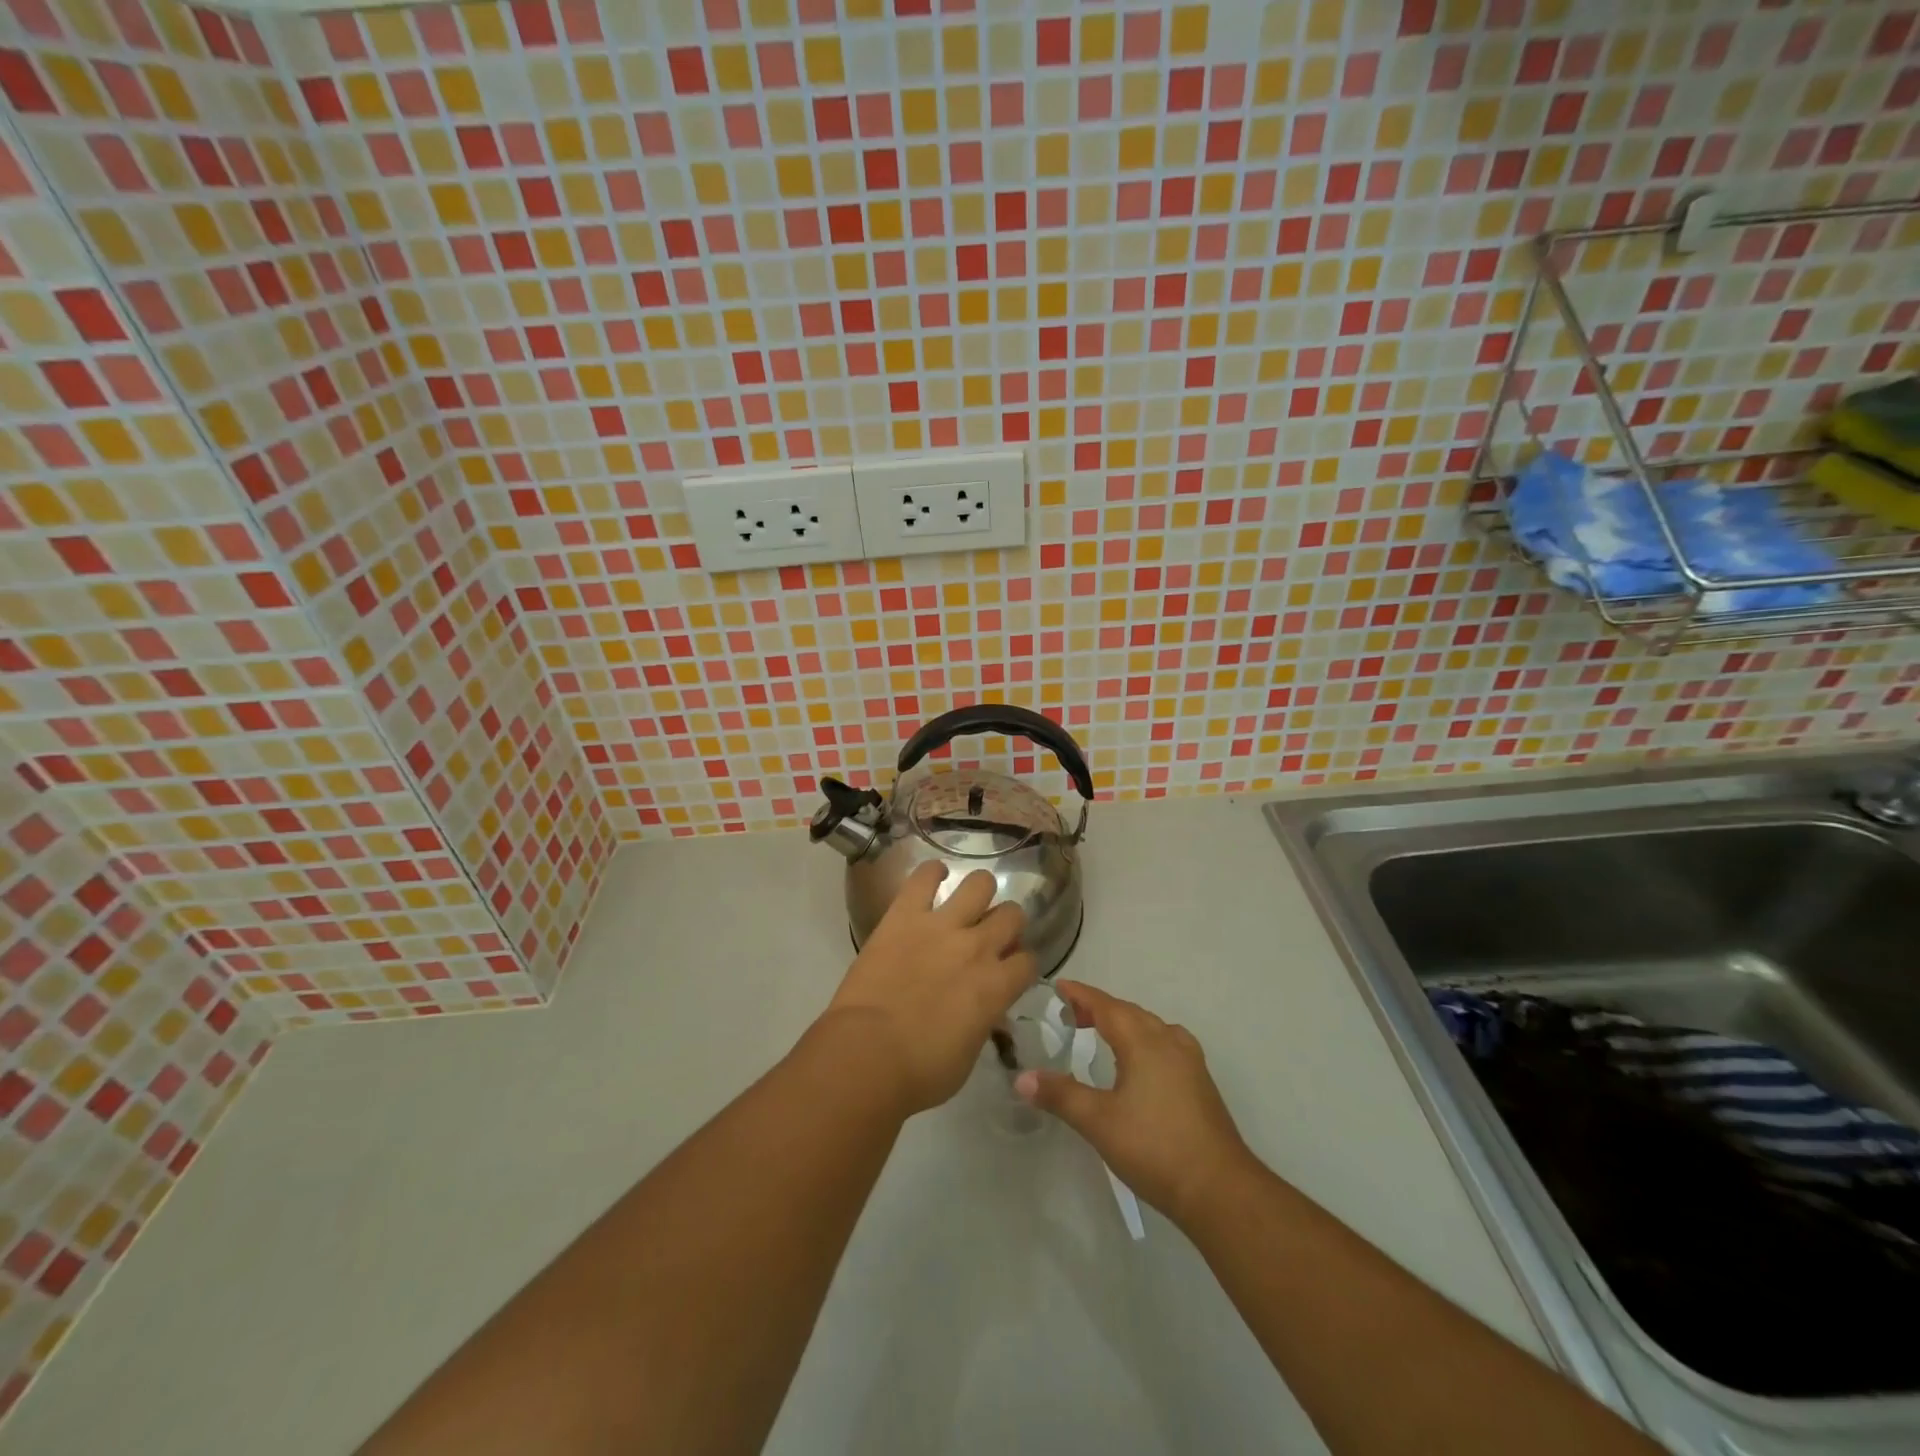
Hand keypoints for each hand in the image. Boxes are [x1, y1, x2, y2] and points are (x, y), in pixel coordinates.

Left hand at [822, 862, 1036, 1115]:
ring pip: (980, 884)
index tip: (1009, 971)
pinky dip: (931, 873)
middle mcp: (978, 947)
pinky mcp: (904, 915)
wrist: (867, 1056)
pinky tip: (933, 876)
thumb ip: (983, 1023)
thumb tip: (985, 1012)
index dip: (1020, 965)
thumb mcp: (969, 1056)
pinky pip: (924, 877)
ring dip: (979, 892)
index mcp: (997, 986)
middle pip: (1012, 915)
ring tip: (967, 902)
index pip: (1029, 961)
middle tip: (989, 936)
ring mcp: (941, 926)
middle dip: (1007, 924)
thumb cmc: (920, 1071)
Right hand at [1014, 981, 1252, 1224]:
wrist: (1220, 1189)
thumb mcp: (1098, 1121)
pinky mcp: (1200, 1083)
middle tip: (1071, 1015)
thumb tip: (1021, 1077)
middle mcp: (1168, 1041)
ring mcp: (1190, 1062)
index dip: (1081, 994)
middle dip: (1099, 1008)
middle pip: (1129, 1012)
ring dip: (1124, 1023)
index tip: (1059, 986)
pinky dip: (1144, 1040)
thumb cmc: (1155, 1147)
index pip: (1106, 1006)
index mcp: (1143, 1041)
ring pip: (1151, 1027)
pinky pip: (1166, 1044)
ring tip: (1102, 1034)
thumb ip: (1060, 1095)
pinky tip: (1140, 1063)